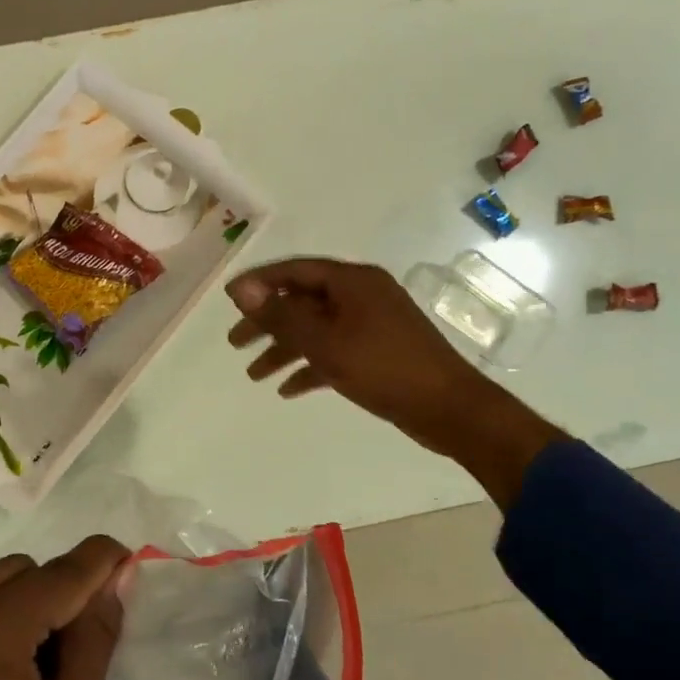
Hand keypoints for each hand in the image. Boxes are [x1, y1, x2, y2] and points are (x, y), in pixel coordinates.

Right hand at [225, 257, 563, 504]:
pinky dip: (311, 367)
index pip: (295, 271)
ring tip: (253, 374)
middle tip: (234, 341)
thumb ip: (281, 315)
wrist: (450, 409)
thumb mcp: (325, 341)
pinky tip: (288, 390)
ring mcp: (371, 324)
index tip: (229, 299)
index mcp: (352, 281)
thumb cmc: (384, 367)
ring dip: (284, 349)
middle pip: (303, 302)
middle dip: (267, 322)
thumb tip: (241, 289)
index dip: (259, 283)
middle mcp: (361, 296)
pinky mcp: (377, 352)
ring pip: (316, 330)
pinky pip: (335, 352)